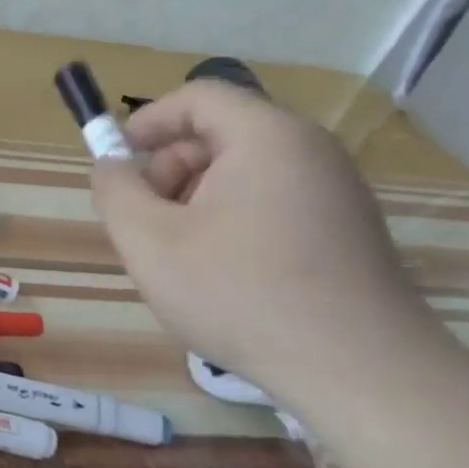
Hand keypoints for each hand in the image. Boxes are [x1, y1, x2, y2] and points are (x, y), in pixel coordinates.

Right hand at [89, 80, 435, 399]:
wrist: (358, 370)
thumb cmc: (239, 293)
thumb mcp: (149, 241)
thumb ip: (115, 191)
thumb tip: (110, 166)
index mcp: (267, 137)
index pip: (199, 97)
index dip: (149, 121)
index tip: (118, 161)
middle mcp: (310, 151)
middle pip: (221, 134)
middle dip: (169, 169)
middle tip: (144, 221)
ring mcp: (336, 191)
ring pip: (244, 172)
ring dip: (196, 200)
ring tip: (179, 255)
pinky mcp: (347, 229)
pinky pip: (272, 202)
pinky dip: (232, 220)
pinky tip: (222, 273)